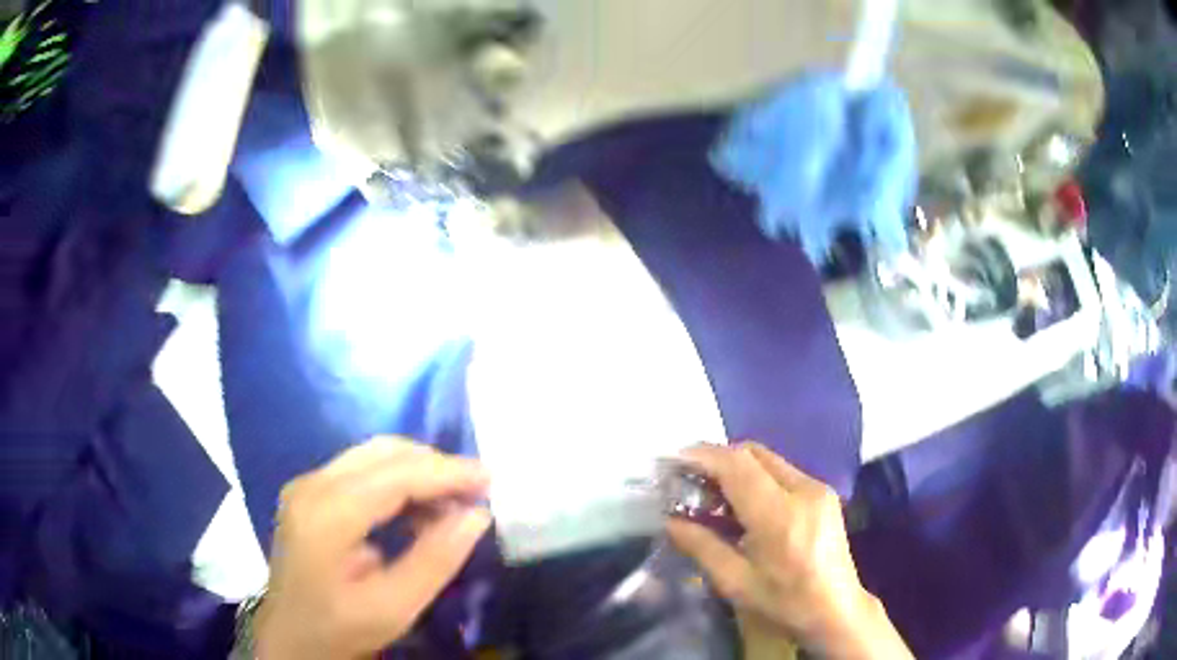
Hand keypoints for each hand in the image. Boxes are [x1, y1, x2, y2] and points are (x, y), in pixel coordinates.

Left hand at [256, 438, 491, 659]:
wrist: (290, 636)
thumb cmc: (339, 628)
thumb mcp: (394, 606)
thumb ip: (435, 560)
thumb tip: (476, 515)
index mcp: (327, 514)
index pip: (396, 474)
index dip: (447, 472)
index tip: (491, 479)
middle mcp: (312, 485)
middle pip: (384, 453)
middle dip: (436, 466)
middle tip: (477, 491)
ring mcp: (307, 485)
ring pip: (374, 456)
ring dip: (419, 473)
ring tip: (454, 504)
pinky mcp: (310, 492)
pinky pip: (362, 471)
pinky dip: (398, 483)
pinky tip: (419, 512)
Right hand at [666, 443, 911, 659]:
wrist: (837, 610)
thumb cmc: (784, 603)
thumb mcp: (735, 583)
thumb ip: (701, 546)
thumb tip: (669, 520)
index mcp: (780, 515)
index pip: (737, 465)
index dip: (702, 456)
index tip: (674, 462)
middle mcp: (803, 490)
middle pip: (753, 453)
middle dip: (717, 459)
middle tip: (689, 481)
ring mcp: (818, 488)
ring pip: (767, 460)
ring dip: (736, 468)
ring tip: (711, 495)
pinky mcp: (824, 494)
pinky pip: (781, 472)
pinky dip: (755, 478)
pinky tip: (743, 505)